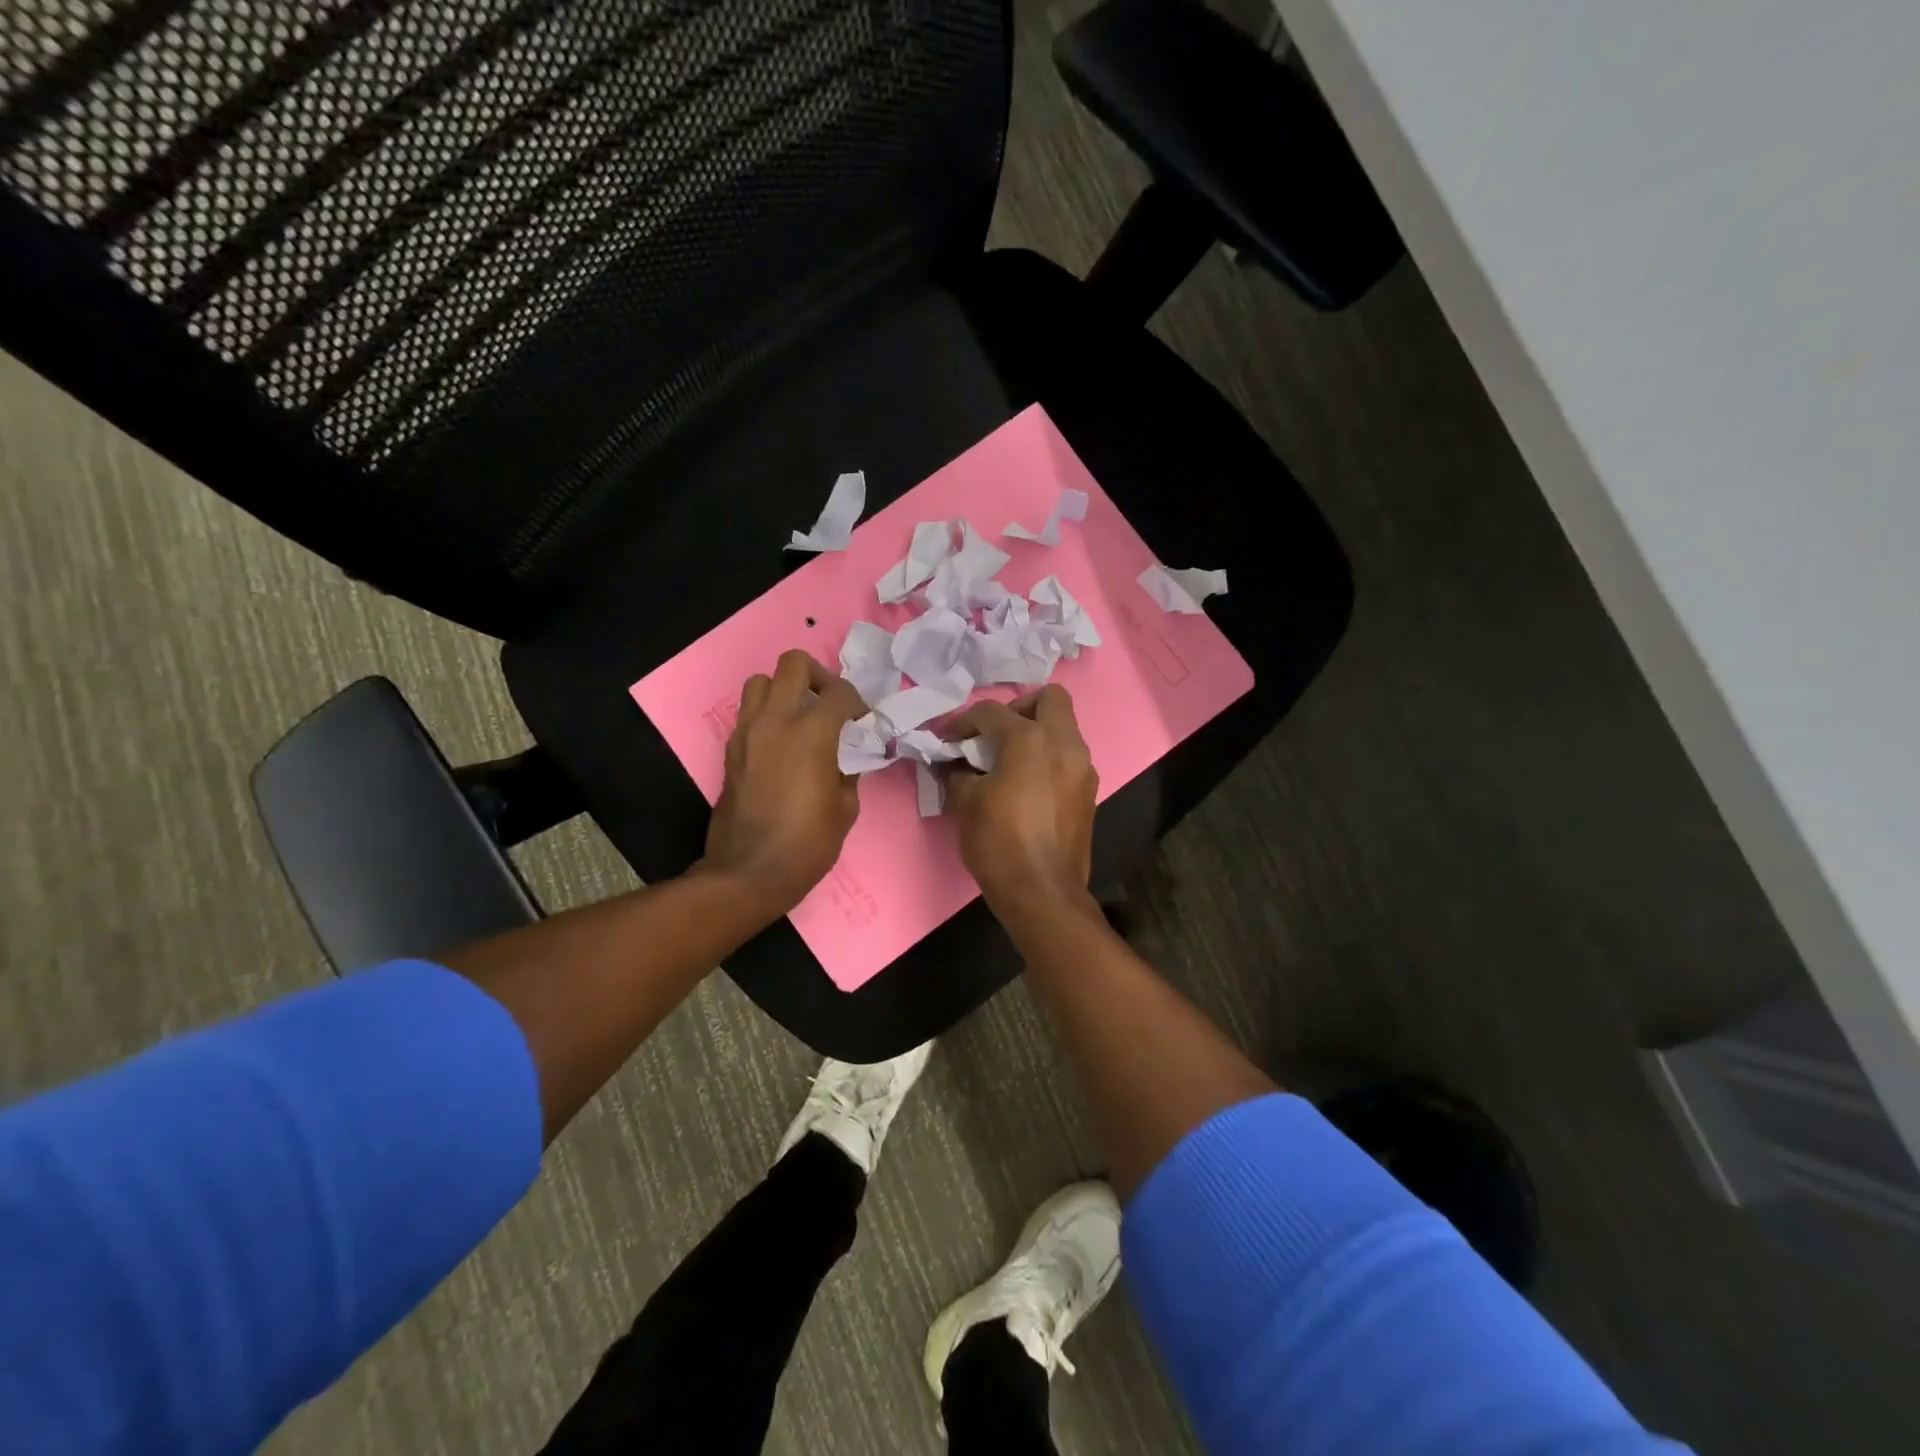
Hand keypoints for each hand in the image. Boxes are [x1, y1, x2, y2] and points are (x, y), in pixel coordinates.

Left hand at [703, 650, 865, 914]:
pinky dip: (766, 714)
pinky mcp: (730, 749)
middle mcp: (776, 721)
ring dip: (783, 689)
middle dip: (818, 676)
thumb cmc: (807, 843)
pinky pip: (748, 712)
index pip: (840, 693)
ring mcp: (747, 732)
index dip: (858, 703)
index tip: (863, 722)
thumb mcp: (846, 808)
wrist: (750, 872)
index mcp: (812, 733)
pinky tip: (781, 742)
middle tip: (829, 703)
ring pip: (760, 681)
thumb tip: (846, 756)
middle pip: (793, 664)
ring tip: (799, 716)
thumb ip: (848, 770)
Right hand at [944, 686, 1097, 915]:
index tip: (946, 739)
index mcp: (1030, 739)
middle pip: (1049, 699)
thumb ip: (957, 771)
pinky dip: (1048, 758)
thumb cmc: (998, 843)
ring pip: (1064, 728)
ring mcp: (1083, 768)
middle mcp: (1064, 744)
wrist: (1042, 893)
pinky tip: (1027, 785)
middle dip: (1019, 707)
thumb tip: (954, 762)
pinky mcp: (1089, 792)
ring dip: (1036, 733)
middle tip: (995, 734)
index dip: (962, 722)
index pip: (991, 712)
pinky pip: (1068, 757)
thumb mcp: (964, 803)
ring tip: (1008, 761)